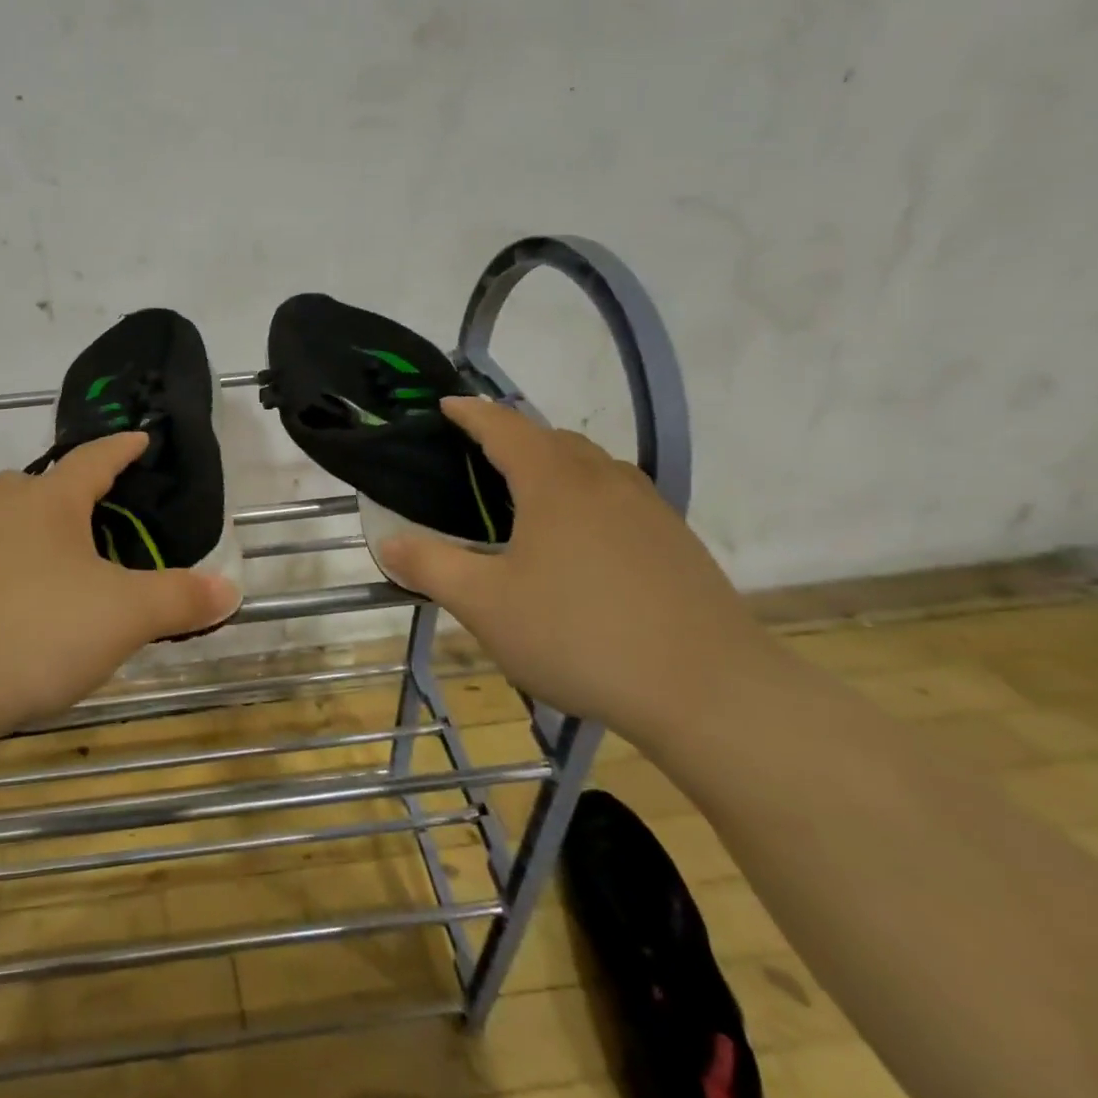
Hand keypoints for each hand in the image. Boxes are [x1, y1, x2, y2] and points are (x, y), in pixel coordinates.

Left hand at [0, 432, 241, 739]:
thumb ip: (179, 598)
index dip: (121, 448)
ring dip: (39, 536)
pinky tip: (31, 613)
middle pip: (35, 486)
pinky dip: (16, 577)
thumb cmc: (35, 631)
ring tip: (71, 566)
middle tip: (99, 511)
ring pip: (8, 528)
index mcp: (46, 503)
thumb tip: (230, 588)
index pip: (92, 459)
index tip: (141, 438)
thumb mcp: (124, 615)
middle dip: (68, 491)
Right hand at [378, 396, 774, 745]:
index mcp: (555, 483)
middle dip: (511, 436)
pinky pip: (618, 496)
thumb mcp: (485, 605)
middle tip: (477, 457)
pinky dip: (585, 495)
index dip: (471, 412)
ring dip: (552, 463)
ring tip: (525, 495)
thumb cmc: (581, 636)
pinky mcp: (676, 542)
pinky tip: (578, 539)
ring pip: (591, 466)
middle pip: (551, 438)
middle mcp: (605, 481)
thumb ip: (431, 567)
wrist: (711, 692)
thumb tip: (387, 543)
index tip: (445, 405)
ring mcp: (649, 509)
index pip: (504, 427)